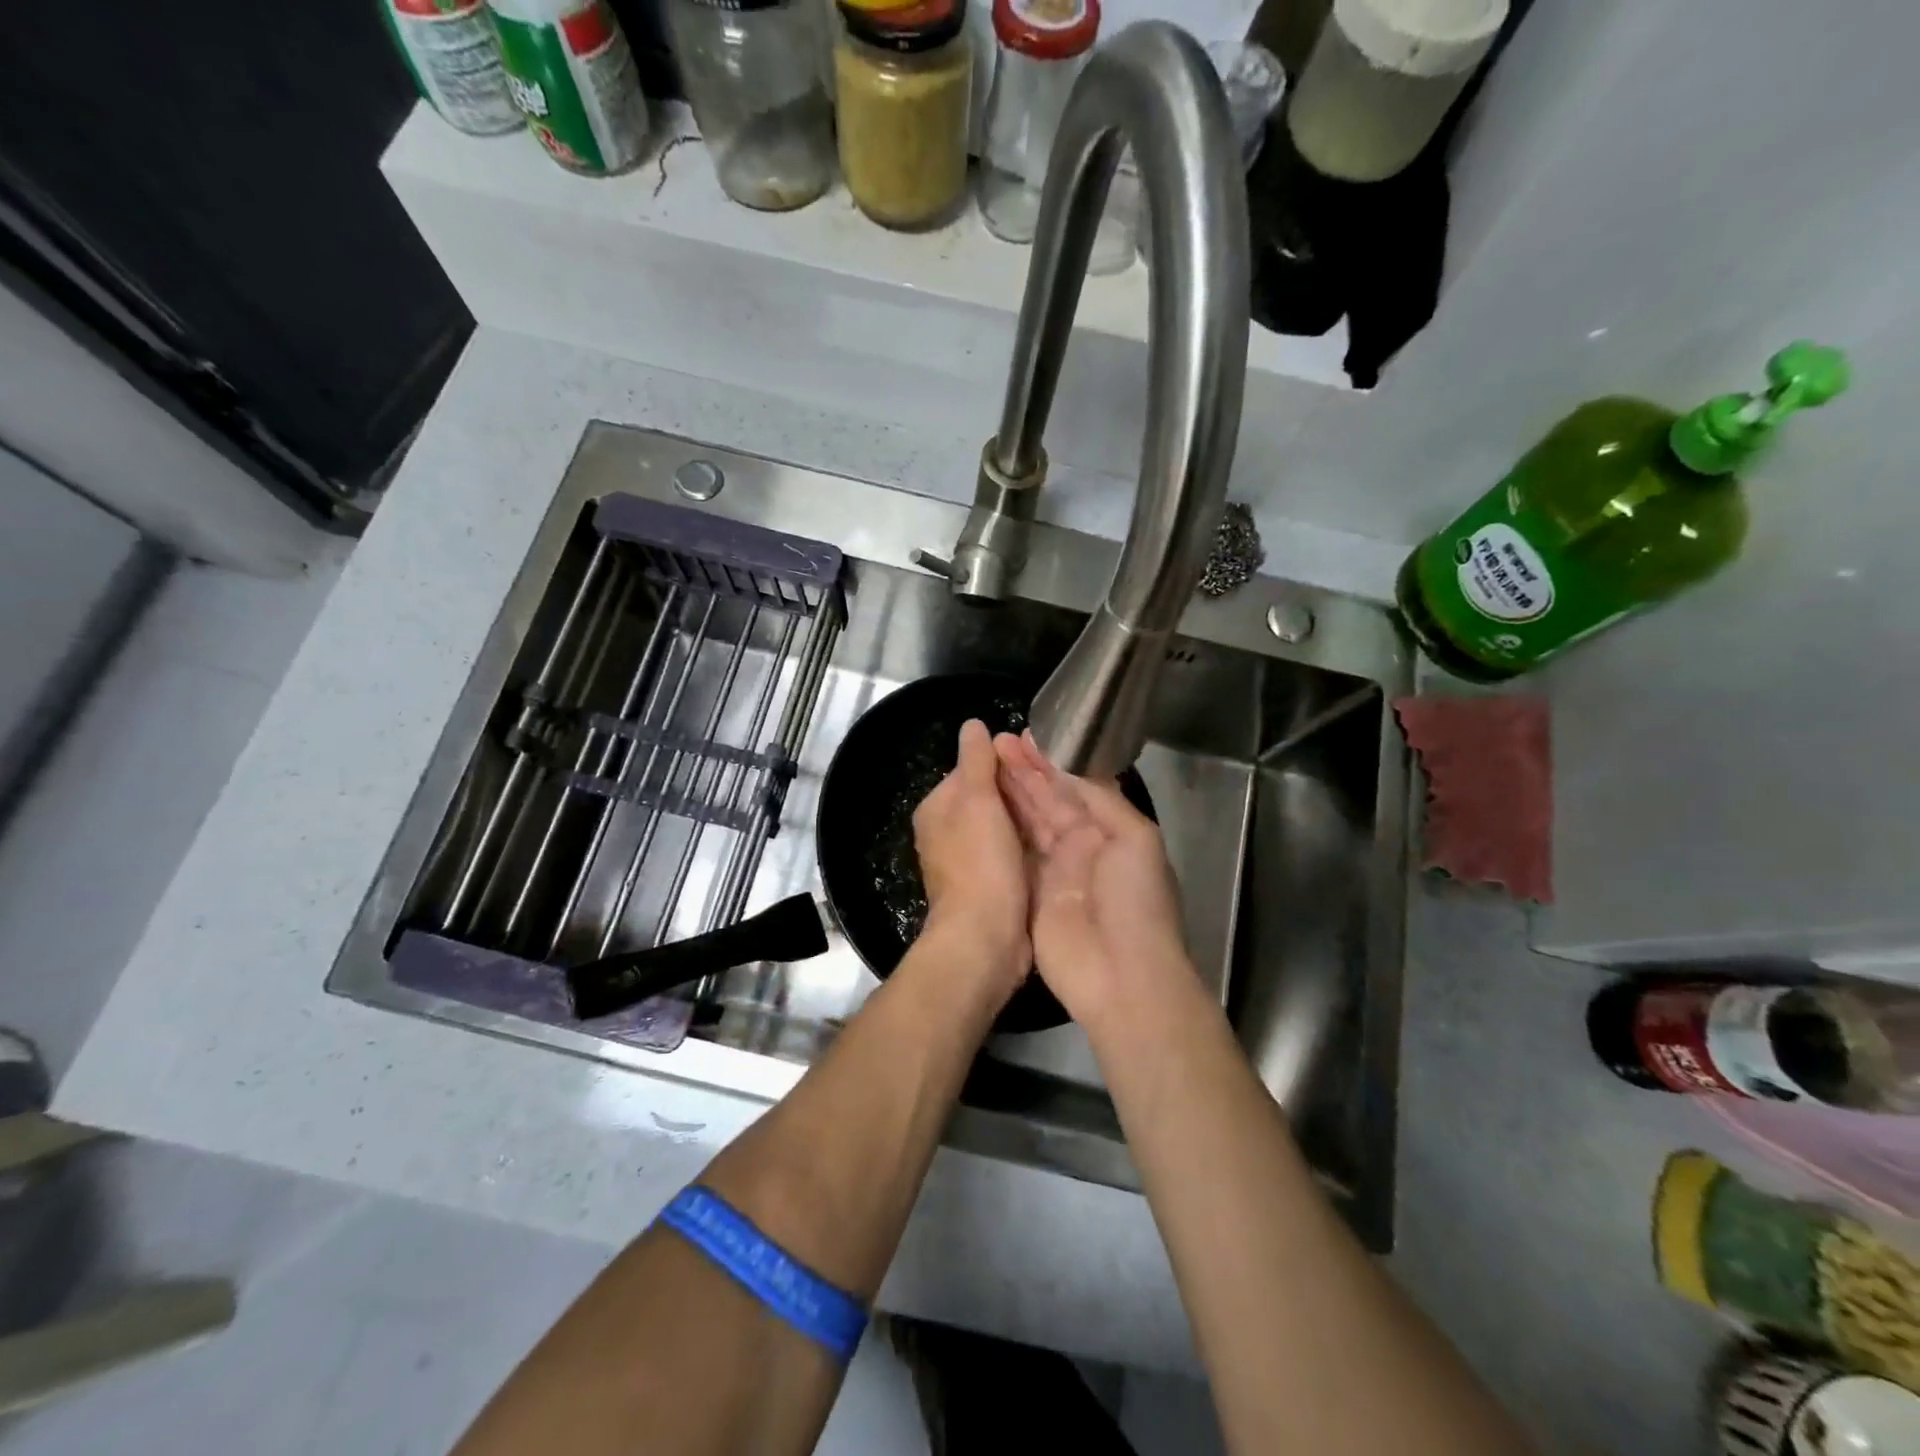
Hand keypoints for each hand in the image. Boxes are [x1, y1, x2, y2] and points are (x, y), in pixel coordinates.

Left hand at [912, 719, 1031, 1001]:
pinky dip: (1029, 848)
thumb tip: (972, 724)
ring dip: (1028, 821)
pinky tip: (1054, 845)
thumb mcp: (978, 801)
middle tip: (1058, 787)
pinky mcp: (989, 885)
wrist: (985, 938)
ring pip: (1004, 827)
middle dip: (1018, 793)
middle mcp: (946, 833)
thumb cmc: (981, 863)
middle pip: (988, 799)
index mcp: (936, 809)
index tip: (1037, 762)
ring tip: (1063, 812)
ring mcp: (968, 861)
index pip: (971, 769)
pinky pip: (1012, 854)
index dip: (1003, 763)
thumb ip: (976, 761)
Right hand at [993, 731, 1195, 1030]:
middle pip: (1048, 801)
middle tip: (996, 742)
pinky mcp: (1029, 894)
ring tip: (985, 763)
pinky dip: (1000, 830)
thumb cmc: (1135, 901)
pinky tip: (983, 806)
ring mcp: (1053, 871)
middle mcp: (1080, 846)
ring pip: (1029, 822)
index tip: (1024, 735)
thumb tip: (1068, 769)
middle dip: (1025, 771)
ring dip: (1010, 793)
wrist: (1122, 975)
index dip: (1051, 761)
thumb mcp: (1135, 839)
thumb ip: (1103, 800)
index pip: (1076, 786)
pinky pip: (1013, 855)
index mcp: (1110, 831)